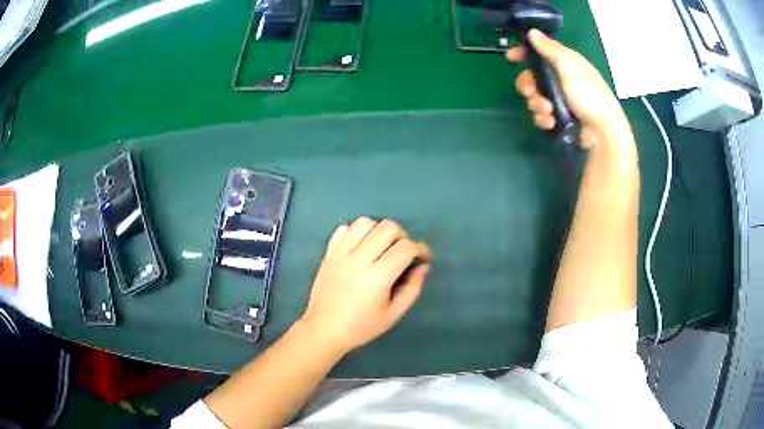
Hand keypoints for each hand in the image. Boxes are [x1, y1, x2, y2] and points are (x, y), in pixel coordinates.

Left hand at [299, 217, 432, 352]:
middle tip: (402, 252)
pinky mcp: (328, 253)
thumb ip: (412, 288)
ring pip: (365, 222)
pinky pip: (344, 228)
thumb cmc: (361, 327)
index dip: (421, 249)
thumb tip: (424, 266)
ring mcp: (340, 254)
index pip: (405, 248)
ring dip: (379, 230)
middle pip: (387, 228)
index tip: (423, 257)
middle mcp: (359, 260)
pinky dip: (356, 232)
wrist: (324, 329)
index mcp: (377, 278)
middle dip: (402, 236)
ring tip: (381, 246)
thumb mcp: (393, 314)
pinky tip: (360, 247)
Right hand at [507, 29, 633, 151]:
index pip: (541, 51)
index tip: (511, 58)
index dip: (524, 53)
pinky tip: (550, 122)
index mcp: (566, 62)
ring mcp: (561, 99)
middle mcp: (562, 78)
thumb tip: (533, 32)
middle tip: (530, 92)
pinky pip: (543, 114)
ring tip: (547, 111)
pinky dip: (544, 118)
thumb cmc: (589, 95)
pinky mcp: (561, 117)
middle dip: (528, 85)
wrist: (603, 132)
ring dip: (537, 104)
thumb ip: (550, 50)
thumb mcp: (569, 67)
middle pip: (534, 76)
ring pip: (536, 97)